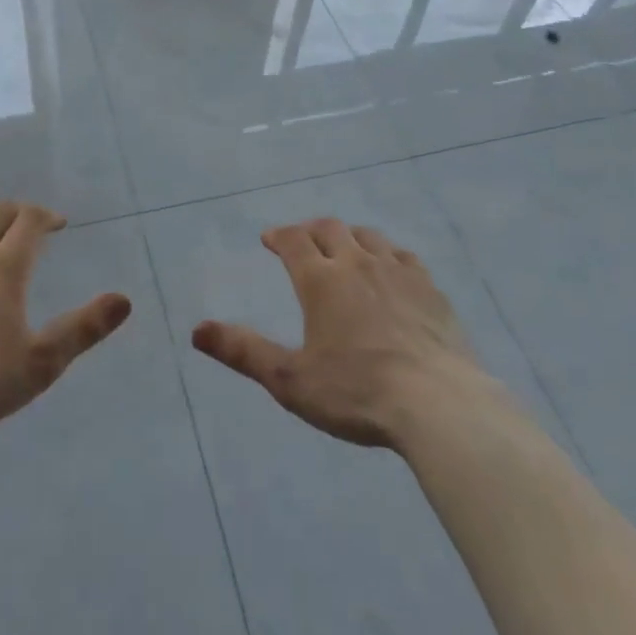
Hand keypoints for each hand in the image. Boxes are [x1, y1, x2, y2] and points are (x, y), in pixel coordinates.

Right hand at [192, 219, 476, 448]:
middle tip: (302, 240)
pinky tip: (392, 270)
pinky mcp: (431, 290)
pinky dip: (388, 255)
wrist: (439, 405)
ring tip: (345, 250)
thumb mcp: (290, 380)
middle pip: (331, 229)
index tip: (269, 239)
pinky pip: (405, 257)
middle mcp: (358, 263)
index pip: (293, 240)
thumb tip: (196, 330)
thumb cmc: (356, 393)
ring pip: (369, 237)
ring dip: (350, 237)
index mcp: (321, 280)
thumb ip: (243, 352)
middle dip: (311, 231)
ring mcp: (398, 273)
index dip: (278, 235)